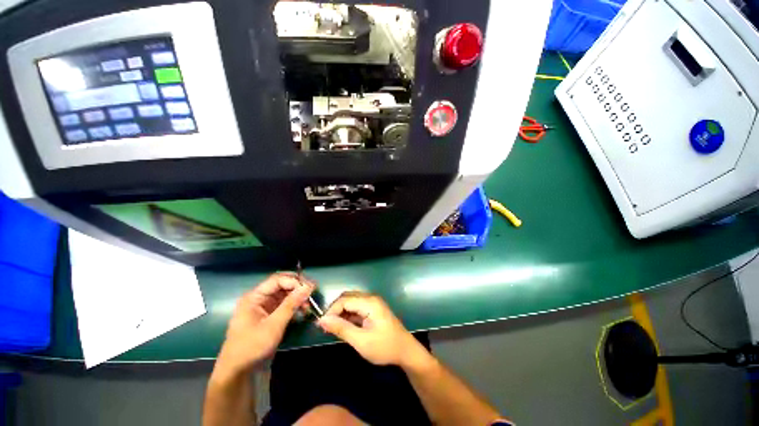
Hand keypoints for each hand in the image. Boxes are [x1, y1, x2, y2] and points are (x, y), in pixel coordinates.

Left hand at [215, 273, 313, 378]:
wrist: (239, 373)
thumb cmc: (252, 347)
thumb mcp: (274, 325)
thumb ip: (291, 304)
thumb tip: (308, 286)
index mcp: (254, 297)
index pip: (277, 280)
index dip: (294, 281)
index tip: (310, 287)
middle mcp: (258, 299)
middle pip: (281, 286)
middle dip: (297, 289)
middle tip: (312, 294)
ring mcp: (263, 309)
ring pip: (284, 296)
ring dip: (297, 298)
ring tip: (308, 306)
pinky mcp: (268, 318)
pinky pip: (283, 306)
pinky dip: (293, 307)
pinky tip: (302, 312)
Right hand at [318, 292, 427, 366]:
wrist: (405, 351)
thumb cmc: (384, 347)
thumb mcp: (361, 341)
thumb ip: (341, 329)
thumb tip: (322, 320)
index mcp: (369, 302)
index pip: (344, 300)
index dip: (331, 311)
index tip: (321, 325)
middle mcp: (371, 298)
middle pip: (347, 297)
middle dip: (335, 310)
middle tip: (325, 326)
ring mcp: (373, 303)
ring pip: (351, 301)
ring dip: (341, 312)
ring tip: (332, 328)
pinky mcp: (373, 309)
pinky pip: (357, 307)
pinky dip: (348, 315)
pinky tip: (343, 326)